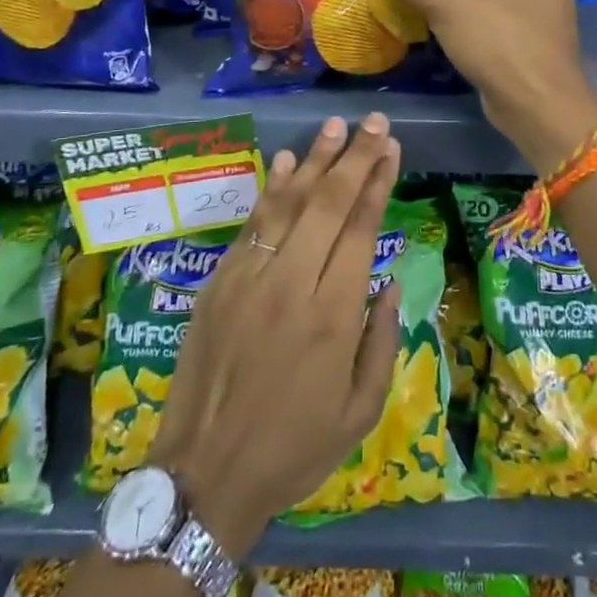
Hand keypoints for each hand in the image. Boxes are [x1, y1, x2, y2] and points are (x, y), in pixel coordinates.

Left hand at [147, 114, 402, 555]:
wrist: (205, 473)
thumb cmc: (293, 449)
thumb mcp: (360, 412)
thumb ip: (381, 341)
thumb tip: (391, 283)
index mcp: (333, 317)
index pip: (360, 230)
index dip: (377, 183)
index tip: (391, 149)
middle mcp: (292, 285)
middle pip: (328, 204)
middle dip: (354, 157)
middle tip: (373, 123)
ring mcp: (250, 277)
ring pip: (288, 204)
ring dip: (315, 160)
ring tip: (336, 127)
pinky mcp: (220, 281)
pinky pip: (252, 223)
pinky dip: (273, 188)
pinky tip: (289, 161)